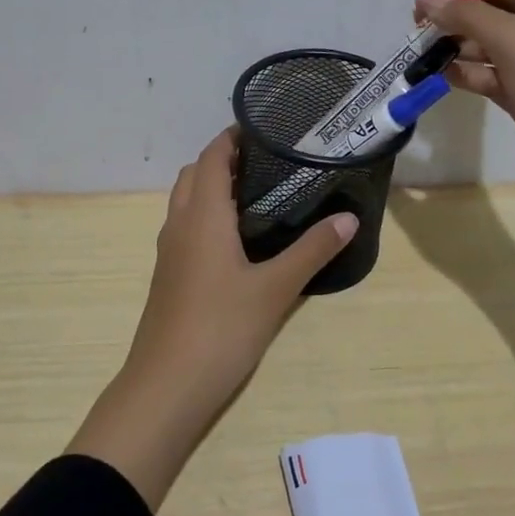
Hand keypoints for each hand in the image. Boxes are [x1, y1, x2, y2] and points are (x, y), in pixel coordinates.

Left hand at [67, 130, 358, 508]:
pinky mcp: (169, 274)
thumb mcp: (275, 289)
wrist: (166, 386)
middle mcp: (180, 223)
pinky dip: (208, 215)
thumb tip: (349, 217)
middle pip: (196, 173)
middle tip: (270, 163)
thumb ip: (312, 250)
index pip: (212, 156)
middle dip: (225, 160)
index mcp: (202, 215)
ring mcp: (170, 251)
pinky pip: (186, 226)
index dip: (234, 137)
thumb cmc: (221, 328)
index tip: (267, 129)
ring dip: (214, 188)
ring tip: (260, 196)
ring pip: (187, 201)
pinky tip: (238, 240)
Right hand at [416, 0, 514, 215]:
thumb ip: (470, 17)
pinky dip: (466, 74)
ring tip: (421, 56)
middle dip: (454, 15)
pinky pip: (490, 75)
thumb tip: (431, 2)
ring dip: (455, 46)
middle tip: (417, 31)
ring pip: (487, 45)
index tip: (426, 2)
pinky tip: (441, 78)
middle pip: (491, 9)